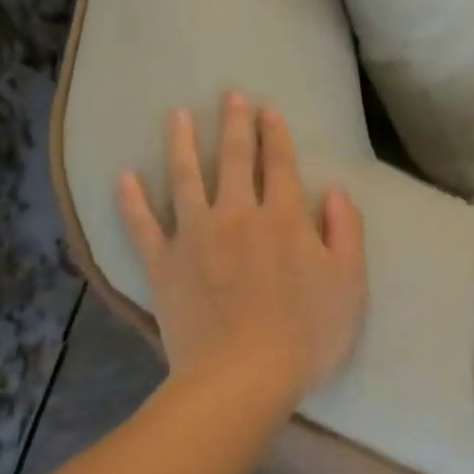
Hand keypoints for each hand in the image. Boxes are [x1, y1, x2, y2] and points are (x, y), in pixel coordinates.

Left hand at [119, 92, 366, 398]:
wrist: (242, 379)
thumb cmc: (306, 334)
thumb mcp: (349, 282)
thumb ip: (345, 231)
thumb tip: (334, 192)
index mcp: (283, 217)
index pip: (279, 163)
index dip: (275, 133)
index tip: (268, 108)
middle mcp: (237, 215)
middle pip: (234, 159)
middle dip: (234, 123)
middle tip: (230, 94)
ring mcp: (195, 237)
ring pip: (186, 178)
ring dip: (182, 143)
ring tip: (177, 114)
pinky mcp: (164, 265)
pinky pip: (142, 225)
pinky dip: (131, 201)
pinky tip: (124, 177)